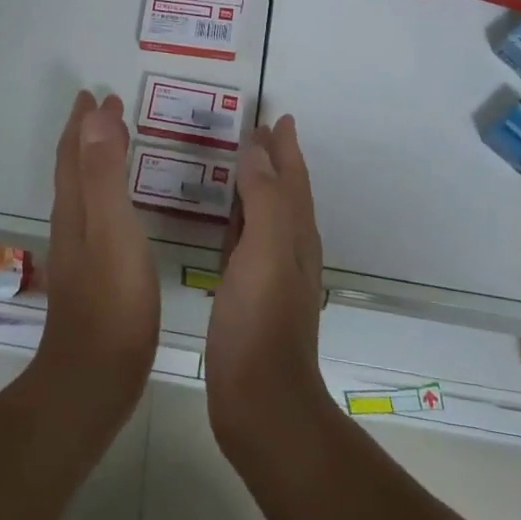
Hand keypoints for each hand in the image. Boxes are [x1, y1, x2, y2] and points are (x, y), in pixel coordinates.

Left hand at [31, 91, 160, 427]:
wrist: (95, 375)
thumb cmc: (113, 301)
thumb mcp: (112, 229)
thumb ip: (104, 174)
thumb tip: (95, 117)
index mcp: (75, 209)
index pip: (74, 153)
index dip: (83, 123)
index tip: (97, 94)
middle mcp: (72, 224)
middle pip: (73, 168)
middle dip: (86, 135)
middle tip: (105, 108)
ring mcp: (81, 251)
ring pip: (83, 191)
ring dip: (94, 160)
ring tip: (114, 142)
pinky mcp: (95, 274)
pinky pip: (97, 214)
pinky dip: (106, 192)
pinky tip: (121, 206)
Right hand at [205, 115, 331, 459]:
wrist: (260, 402)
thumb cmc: (261, 322)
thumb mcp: (266, 251)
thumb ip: (265, 198)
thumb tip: (257, 150)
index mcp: (295, 235)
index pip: (293, 178)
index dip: (286, 148)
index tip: (278, 117)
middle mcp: (289, 251)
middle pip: (284, 193)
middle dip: (274, 161)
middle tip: (256, 133)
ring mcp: (270, 276)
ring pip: (266, 217)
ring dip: (257, 188)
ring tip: (240, 165)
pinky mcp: (248, 298)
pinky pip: (246, 244)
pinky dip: (239, 222)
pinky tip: (225, 224)